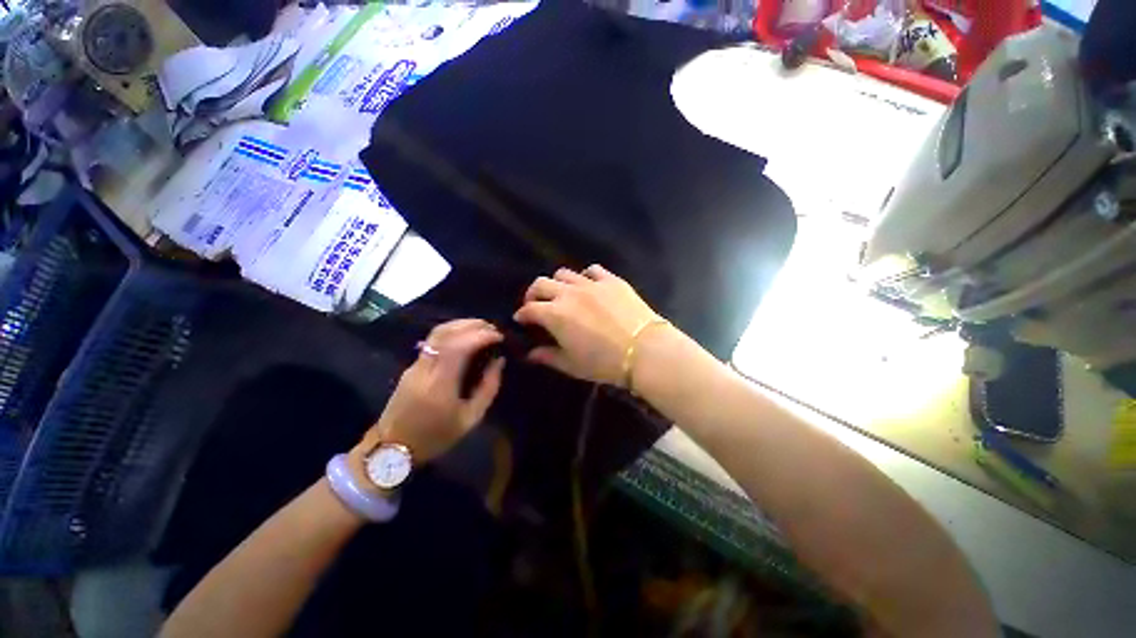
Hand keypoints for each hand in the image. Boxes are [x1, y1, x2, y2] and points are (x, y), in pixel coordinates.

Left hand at [355, 320, 504, 465]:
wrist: (392, 448)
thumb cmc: (436, 437)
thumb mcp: (470, 418)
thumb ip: (488, 387)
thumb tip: (499, 361)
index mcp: (440, 384)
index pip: (459, 346)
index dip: (480, 335)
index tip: (499, 336)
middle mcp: (425, 368)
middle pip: (445, 332)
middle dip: (472, 325)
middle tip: (493, 328)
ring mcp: (415, 365)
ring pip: (436, 333)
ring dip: (461, 325)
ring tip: (482, 328)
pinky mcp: (412, 366)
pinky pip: (433, 341)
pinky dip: (453, 332)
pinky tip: (466, 337)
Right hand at [514, 265, 664, 385]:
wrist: (645, 351)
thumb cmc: (604, 363)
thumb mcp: (572, 364)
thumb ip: (548, 356)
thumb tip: (531, 354)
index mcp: (555, 314)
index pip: (529, 309)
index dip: (522, 314)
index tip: (521, 319)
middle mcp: (568, 293)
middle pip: (541, 284)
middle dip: (533, 294)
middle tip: (537, 304)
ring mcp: (591, 283)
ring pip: (564, 273)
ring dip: (557, 284)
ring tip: (563, 295)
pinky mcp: (611, 280)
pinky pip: (592, 270)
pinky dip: (585, 277)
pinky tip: (589, 287)